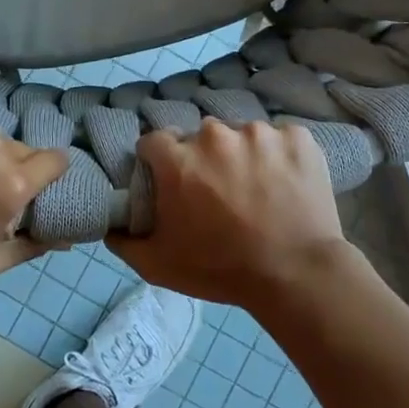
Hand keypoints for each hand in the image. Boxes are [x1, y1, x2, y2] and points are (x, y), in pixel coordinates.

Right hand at [110, 118, 351, 311]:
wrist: (298, 275)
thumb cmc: (222, 269)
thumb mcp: (159, 265)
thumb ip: (125, 242)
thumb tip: (110, 226)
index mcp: (178, 159)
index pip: (154, 142)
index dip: (159, 162)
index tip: (171, 183)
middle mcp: (214, 136)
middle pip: (199, 138)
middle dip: (203, 159)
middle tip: (218, 192)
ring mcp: (259, 132)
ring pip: (240, 136)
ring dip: (242, 155)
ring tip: (257, 189)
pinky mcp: (297, 137)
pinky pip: (280, 138)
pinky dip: (280, 155)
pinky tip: (285, 183)